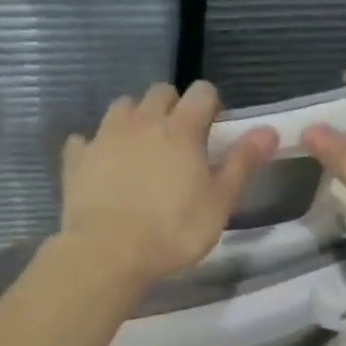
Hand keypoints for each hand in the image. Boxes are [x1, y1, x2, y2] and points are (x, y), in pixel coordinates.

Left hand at [60, 81, 278, 289]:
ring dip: (134, 118)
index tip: (213, 129)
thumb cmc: (174, 231)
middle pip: (160, 92)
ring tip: (140, 148)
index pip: (202, 92)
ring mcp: (105, 137)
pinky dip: (94, 147)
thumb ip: (243, 163)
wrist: (108, 253)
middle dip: (172, 106)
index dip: (210, 105)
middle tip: (178, 139)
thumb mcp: (219, 202)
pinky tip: (100, 166)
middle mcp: (142, 122)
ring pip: (122, 106)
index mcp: (181, 129)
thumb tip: (269, 130)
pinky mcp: (76, 159)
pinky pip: (84, 140)